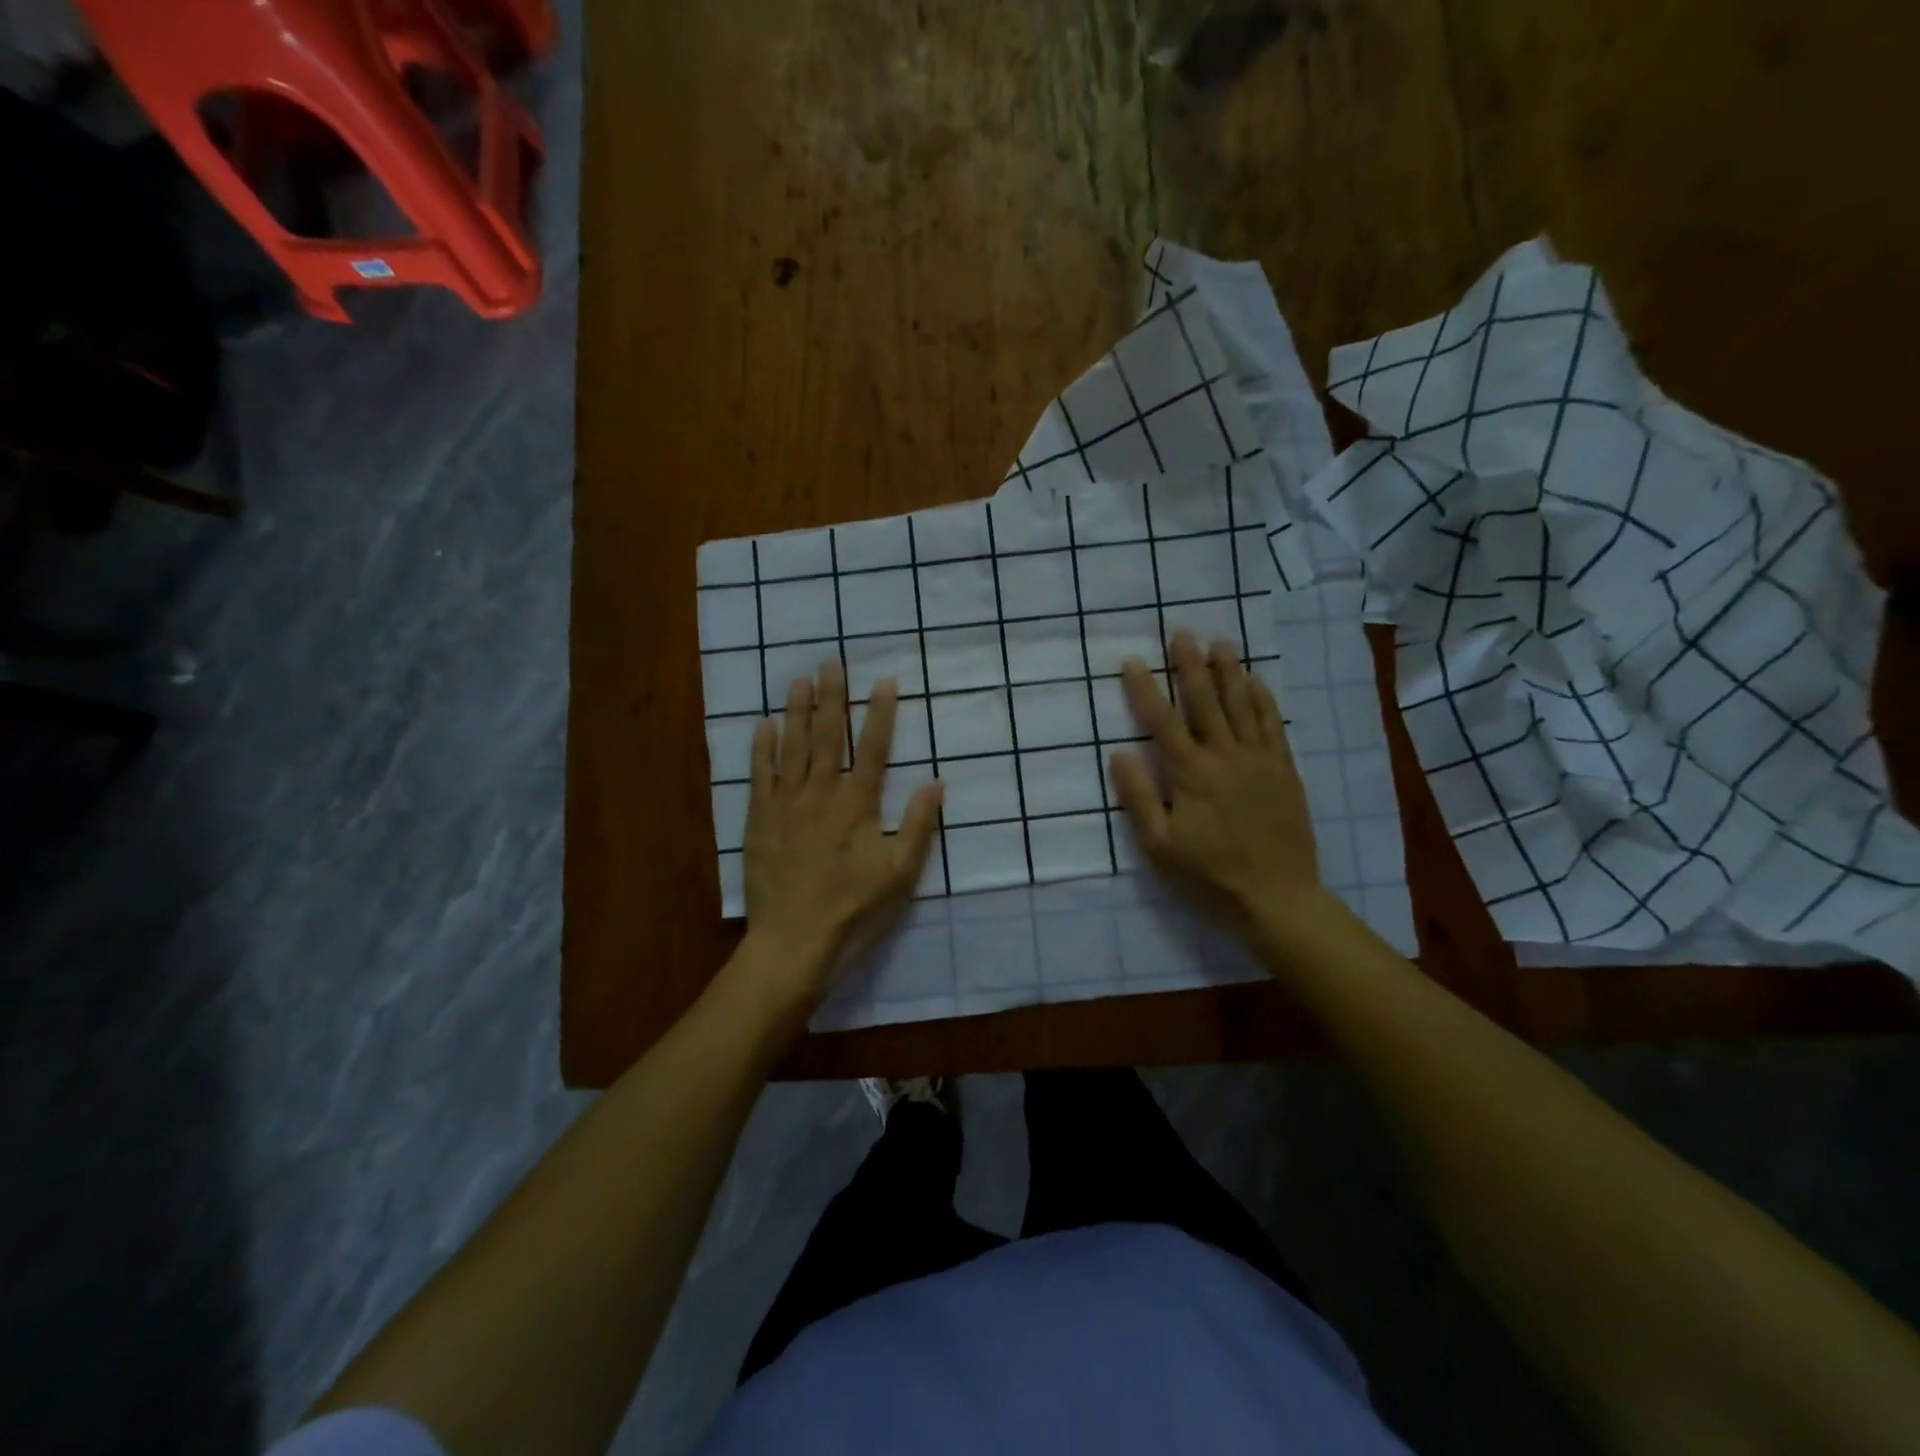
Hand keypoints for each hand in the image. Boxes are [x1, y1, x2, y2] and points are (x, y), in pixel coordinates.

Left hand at [737, 661, 942, 1013]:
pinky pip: (760, 775)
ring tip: (799, 679)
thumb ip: (917, 826)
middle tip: (830, 663)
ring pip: (792, 748)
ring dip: (797, 711)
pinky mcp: (759, 820)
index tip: (883, 681)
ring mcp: (786, 805)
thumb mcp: (899, 875)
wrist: (793, 943)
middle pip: (827, 737)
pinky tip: (764, 725)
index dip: (879, 713)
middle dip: (832, 698)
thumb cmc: (853, 911)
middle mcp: (820, 794)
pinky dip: (762, 748)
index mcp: (857, 806)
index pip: (872, 749)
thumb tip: (936, 782)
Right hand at [1109, 632, 1329, 937]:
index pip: (1162, 721)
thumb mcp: (1159, 847)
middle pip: (1205, 701)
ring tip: (1219, 643)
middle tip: (1182, 633)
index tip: (1133, 660)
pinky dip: (1263, 699)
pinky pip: (1273, 724)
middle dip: (1190, 665)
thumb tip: (1120, 754)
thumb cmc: (1209, 876)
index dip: (1145, 689)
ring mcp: (1259, 760)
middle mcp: (1225, 757)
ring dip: (1228, 671)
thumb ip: (1139, 798)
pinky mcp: (1284, 770)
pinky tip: (1256, 681)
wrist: (1278, 898)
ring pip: (1242, 705)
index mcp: (1190, 775)